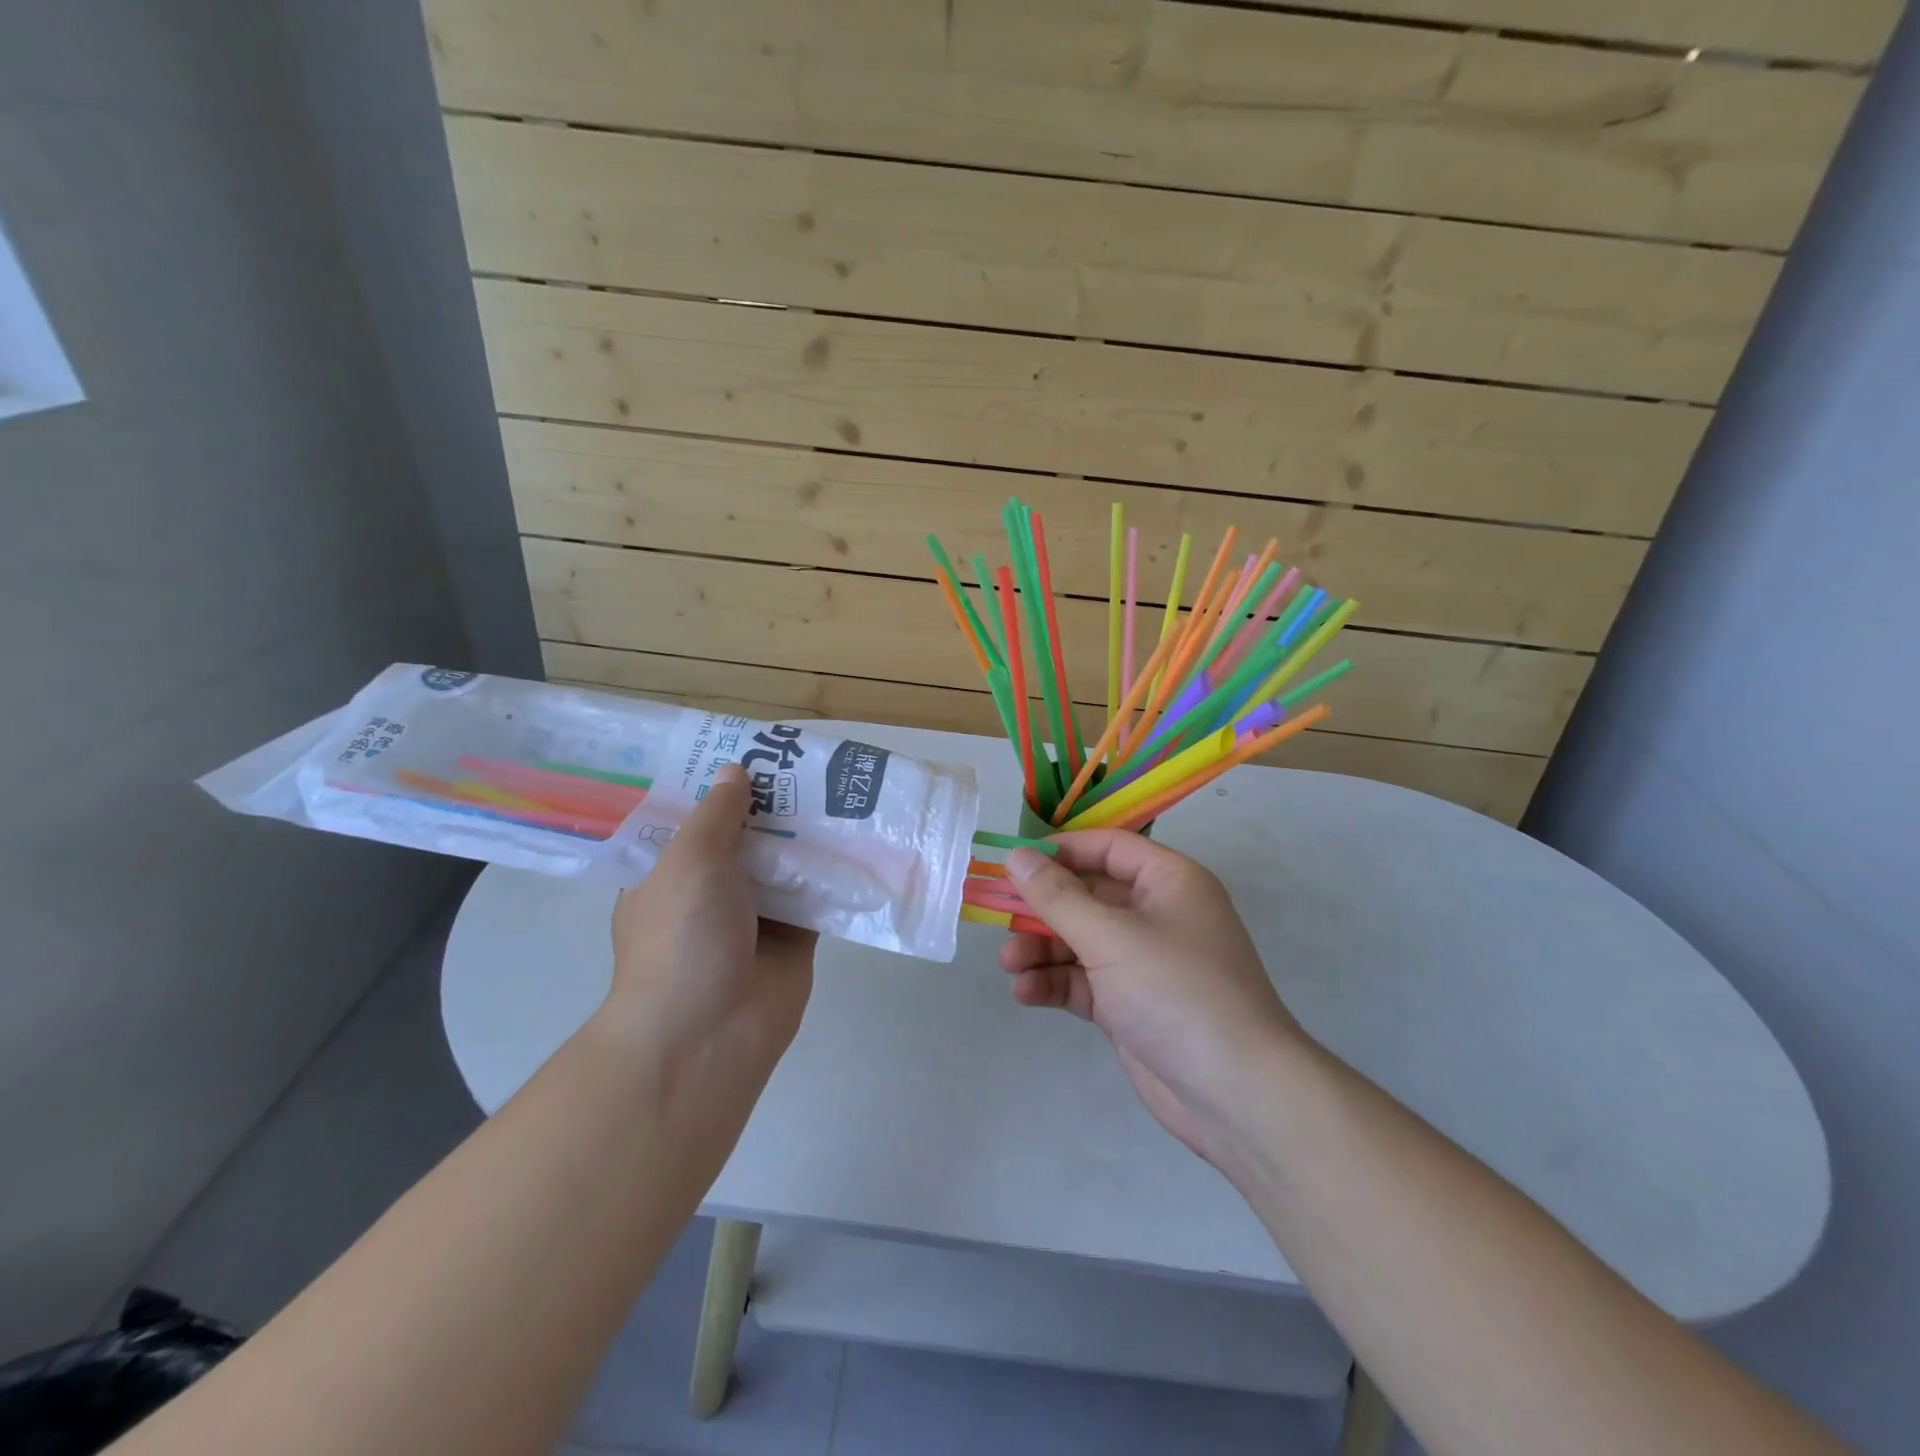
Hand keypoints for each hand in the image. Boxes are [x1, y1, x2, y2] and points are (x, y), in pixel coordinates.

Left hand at [601, 765, 815, 1094]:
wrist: (709, 1034)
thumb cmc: (682, 937)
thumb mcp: (689, 860)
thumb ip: (717, 813)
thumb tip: (734, 771)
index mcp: (669, 871)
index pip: (694, 816)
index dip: (720, 784)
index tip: (754, 750)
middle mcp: (710, 889)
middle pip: (746, 835)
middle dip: (775, 804)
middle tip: (811, 762)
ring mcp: (754, 914)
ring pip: (785, 862)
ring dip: (809, 834)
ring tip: (843, 788)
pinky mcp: (794, 936)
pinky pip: (816, 894)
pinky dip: (834, 872)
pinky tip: (860, 837)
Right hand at [1000, 831, 1307, 1167]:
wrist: (1236, 1094)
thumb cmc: (1177, 991)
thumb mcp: (1111, 937)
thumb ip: (1057, 897)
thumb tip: (1016, 857)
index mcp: (1169, 882)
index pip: (1109, 848)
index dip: (1062, 852)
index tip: (1016, 865)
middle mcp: (1158, 915)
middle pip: (1088, 898)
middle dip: (1043, 911)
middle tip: (1000, 921)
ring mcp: (1144, 964)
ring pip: (1081, 942)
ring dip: (1043, 951)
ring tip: (1010, 966)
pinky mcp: (1131, 1006)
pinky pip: (1085, 982)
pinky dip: (1056, 984)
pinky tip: (1026, 993)